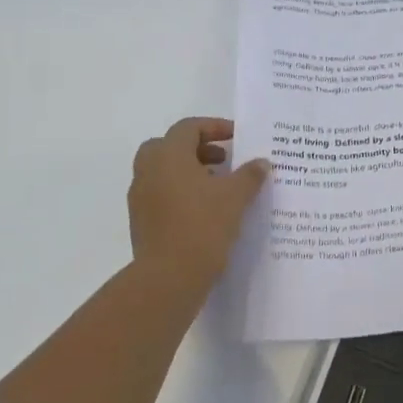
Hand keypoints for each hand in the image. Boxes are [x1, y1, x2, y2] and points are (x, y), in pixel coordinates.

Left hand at [128, 117, 269, 284]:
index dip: (214, 127)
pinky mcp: (141, 220)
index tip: (236, 137)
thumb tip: (261, 163)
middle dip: (196, 148)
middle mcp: (148, 170)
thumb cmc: (203, 225)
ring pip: (162, 171)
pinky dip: (180, 191)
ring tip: (217, 186)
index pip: (188, 128)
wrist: (169, 276)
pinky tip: (204, 210)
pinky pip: (160, 193)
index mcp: (168, 156)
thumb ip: (249, 175)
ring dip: (188, 171)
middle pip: (168, 146)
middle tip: (222, 159)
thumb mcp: (236, 197)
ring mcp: (140, 196)